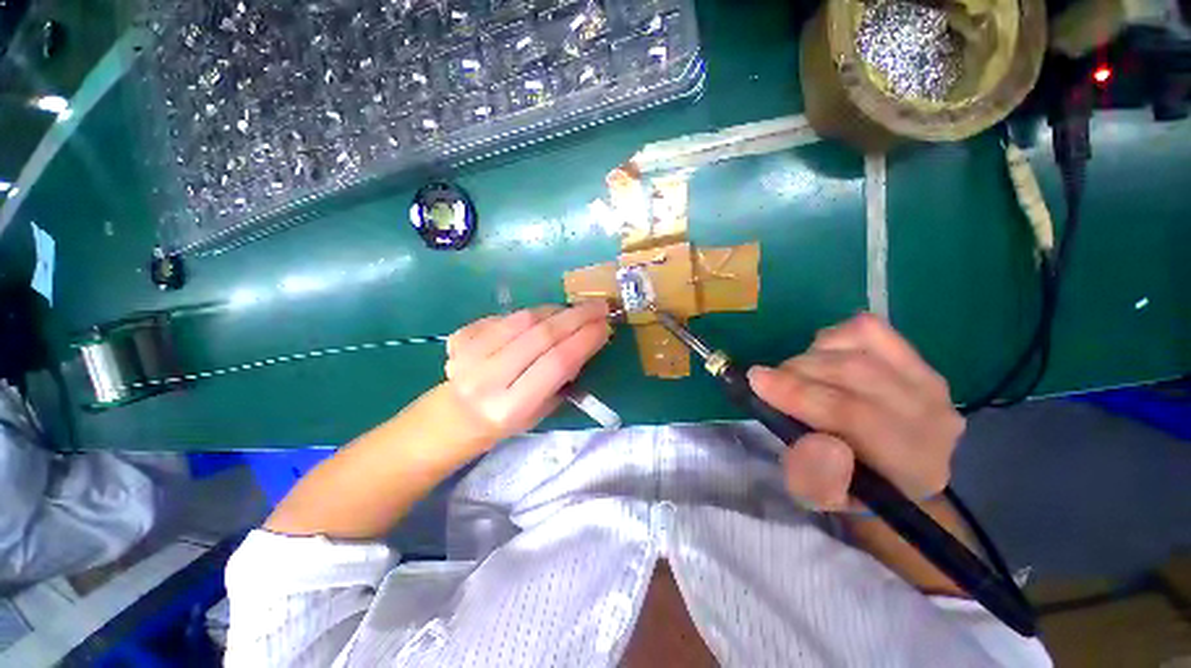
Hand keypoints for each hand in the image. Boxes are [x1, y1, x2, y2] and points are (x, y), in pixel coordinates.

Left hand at [444, 301, 610, 443]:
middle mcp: (487, 379)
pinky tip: (544, 317)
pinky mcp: (461, 336)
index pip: (557, 363)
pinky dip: (531, 313)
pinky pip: (506, 315)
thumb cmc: (506, 421)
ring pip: (523, 319)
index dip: (585, 340)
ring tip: (575, 310)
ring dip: (556, 310)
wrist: (457, 416)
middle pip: (541, 335)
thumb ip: (562, 378)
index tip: (605, 325)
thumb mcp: (541, 412)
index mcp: (510, 407)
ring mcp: (469, 354)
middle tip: (599, 306)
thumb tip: (585, 340)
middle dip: (577, 316)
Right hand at [748, 314, 963, 510]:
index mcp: (912, 462)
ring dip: (812, 357)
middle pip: (855, 372)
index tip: (756, 381)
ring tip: (797, 377)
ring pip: (858, 346)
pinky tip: (823, 359)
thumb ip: (816, 479)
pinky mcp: (916, 355)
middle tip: (769, 381)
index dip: (799, 393)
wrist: (891, 470)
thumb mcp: (820, 497)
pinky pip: (866, 329)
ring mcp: (928, 379)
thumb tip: (819, 442)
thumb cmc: (848, 484)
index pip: (855, 415)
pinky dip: (831, 339)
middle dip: (797, 371)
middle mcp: (932, 416)